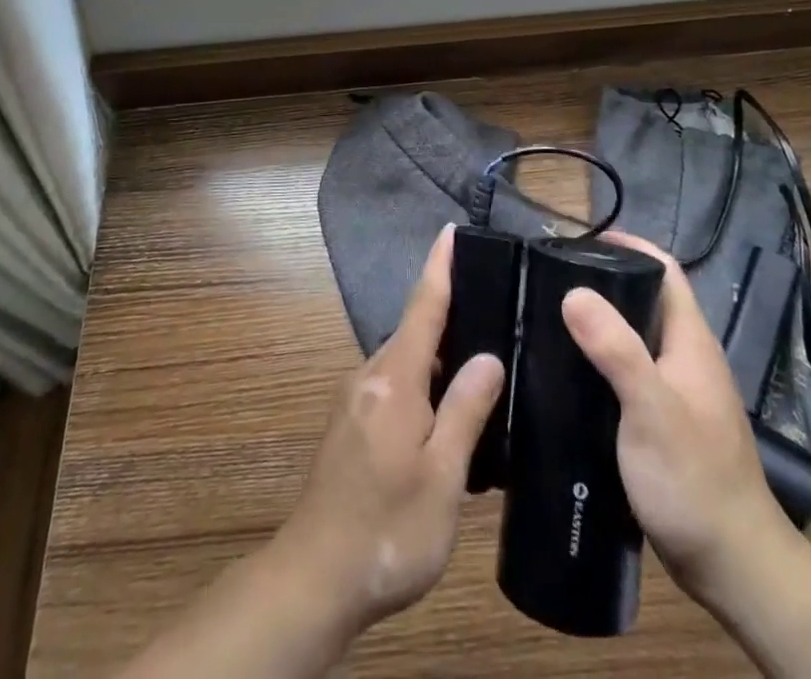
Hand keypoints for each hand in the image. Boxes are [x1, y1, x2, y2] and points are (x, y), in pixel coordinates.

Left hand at [275, 224, 505, 635]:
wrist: (315, 578)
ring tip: (481, 360)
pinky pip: (395, 386)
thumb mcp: (442, 476)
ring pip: (406, 361)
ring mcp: (356, 401)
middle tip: (494, 307)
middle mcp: (370, 377)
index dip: (439, 267)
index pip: (423, 306)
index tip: (450, 231)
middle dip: (449, 313)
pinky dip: (424, 383)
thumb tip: (487, 357)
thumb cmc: (387, 527)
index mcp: (394, 379)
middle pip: (415, 331)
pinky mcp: (351, 425)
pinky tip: (448, 410)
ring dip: (438, 355)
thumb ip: (465, 410)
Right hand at [560, 232, 788, 604]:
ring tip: (549, 319)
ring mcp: (678, 391)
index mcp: (691, 341)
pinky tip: (570, 373)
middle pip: (646, 299)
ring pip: (635, 337)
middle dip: (604, 280)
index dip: (628, 245)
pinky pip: (630, 371)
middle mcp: (687, 356)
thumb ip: (616, 350)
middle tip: (550, 279)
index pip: (664, 270)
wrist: (732, 565)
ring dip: (600, 322)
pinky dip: (601, 359)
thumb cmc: (694, 480)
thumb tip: (573, 291)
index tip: (578, 240)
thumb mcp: (651, 410)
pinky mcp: (665, 421)